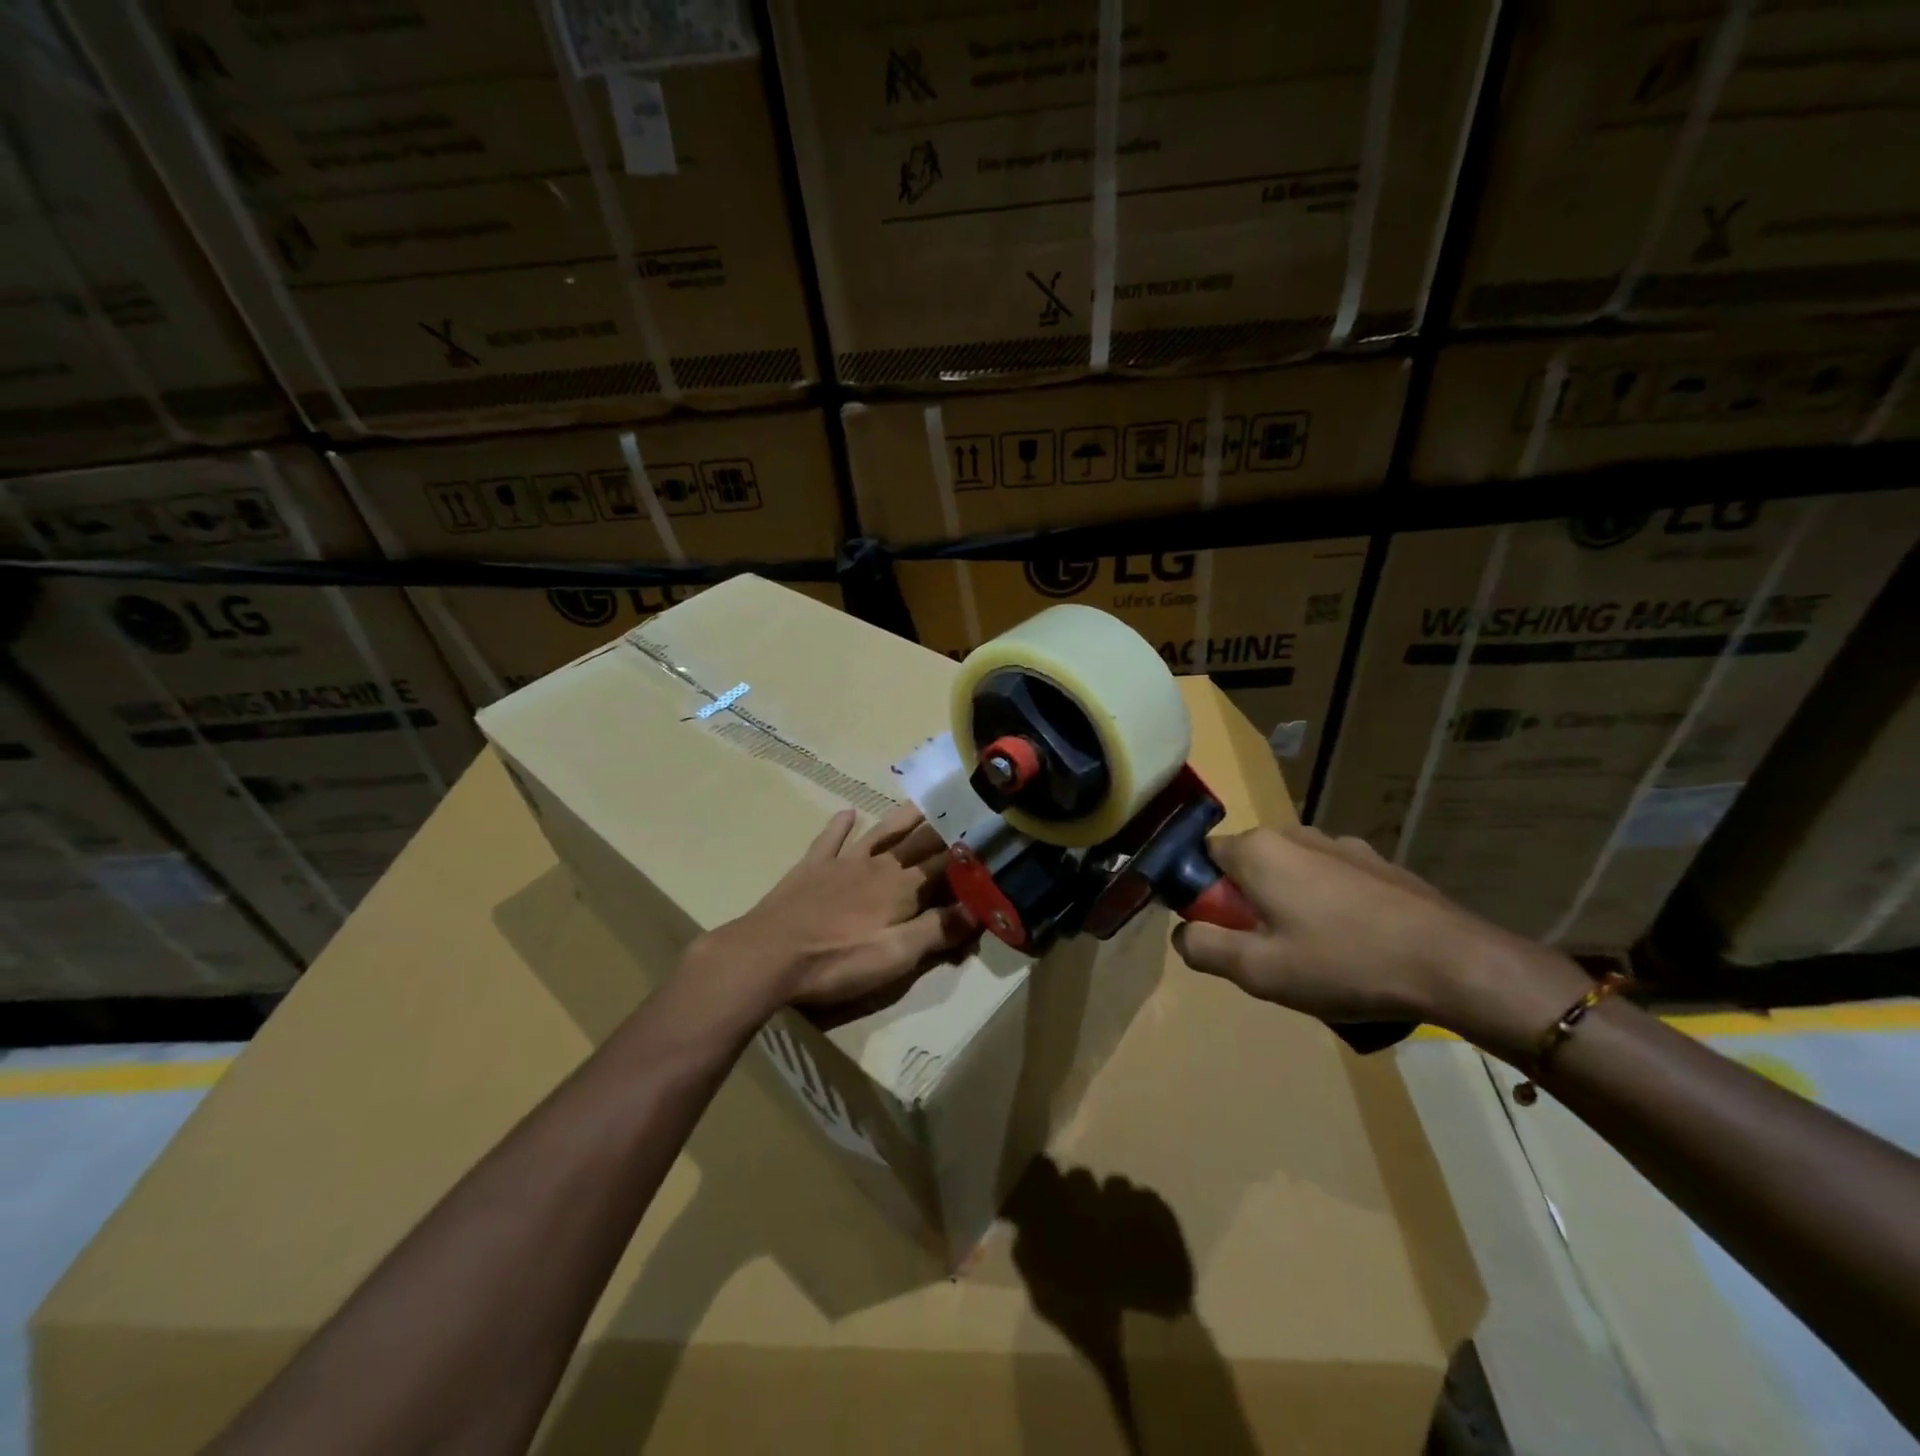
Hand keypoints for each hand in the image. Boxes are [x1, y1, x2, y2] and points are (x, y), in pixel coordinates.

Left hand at [690, 803, 977, 1018]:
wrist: (769, 954)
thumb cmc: (838, 960)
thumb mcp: (896, 956)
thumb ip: (938, 931)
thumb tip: (979, 910)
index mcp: (902, 888)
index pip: (944, 866)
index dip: (967, 855)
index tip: (988, 837)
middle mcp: (878, 865)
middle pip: (916, 843)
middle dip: (942, 829)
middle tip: (962, 808)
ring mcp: (842, 862)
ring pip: (880, 833)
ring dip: (902, 818)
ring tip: (921, 802)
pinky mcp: (812, 867)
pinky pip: (830, 839)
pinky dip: (840, 825)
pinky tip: (847, 812)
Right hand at [1172, 827, 1588, 1046]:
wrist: (1455, 965)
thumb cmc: (1343, 963)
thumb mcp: (1258, 971)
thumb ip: (1204, 948)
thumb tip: (1182, 933)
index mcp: (1259, 850)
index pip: (1201, 859)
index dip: (1202, 898)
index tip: (1224, 935)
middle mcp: (1295, 834)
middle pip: (1246, 866)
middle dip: (1245, 906)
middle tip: (1269, 954)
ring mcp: (1341, 845)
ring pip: (1289, 874)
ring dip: (1287, 906)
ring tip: (1316, 957)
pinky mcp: (1377, 863)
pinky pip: (1330, 881)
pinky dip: (1327, 907)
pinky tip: (1354, 946)